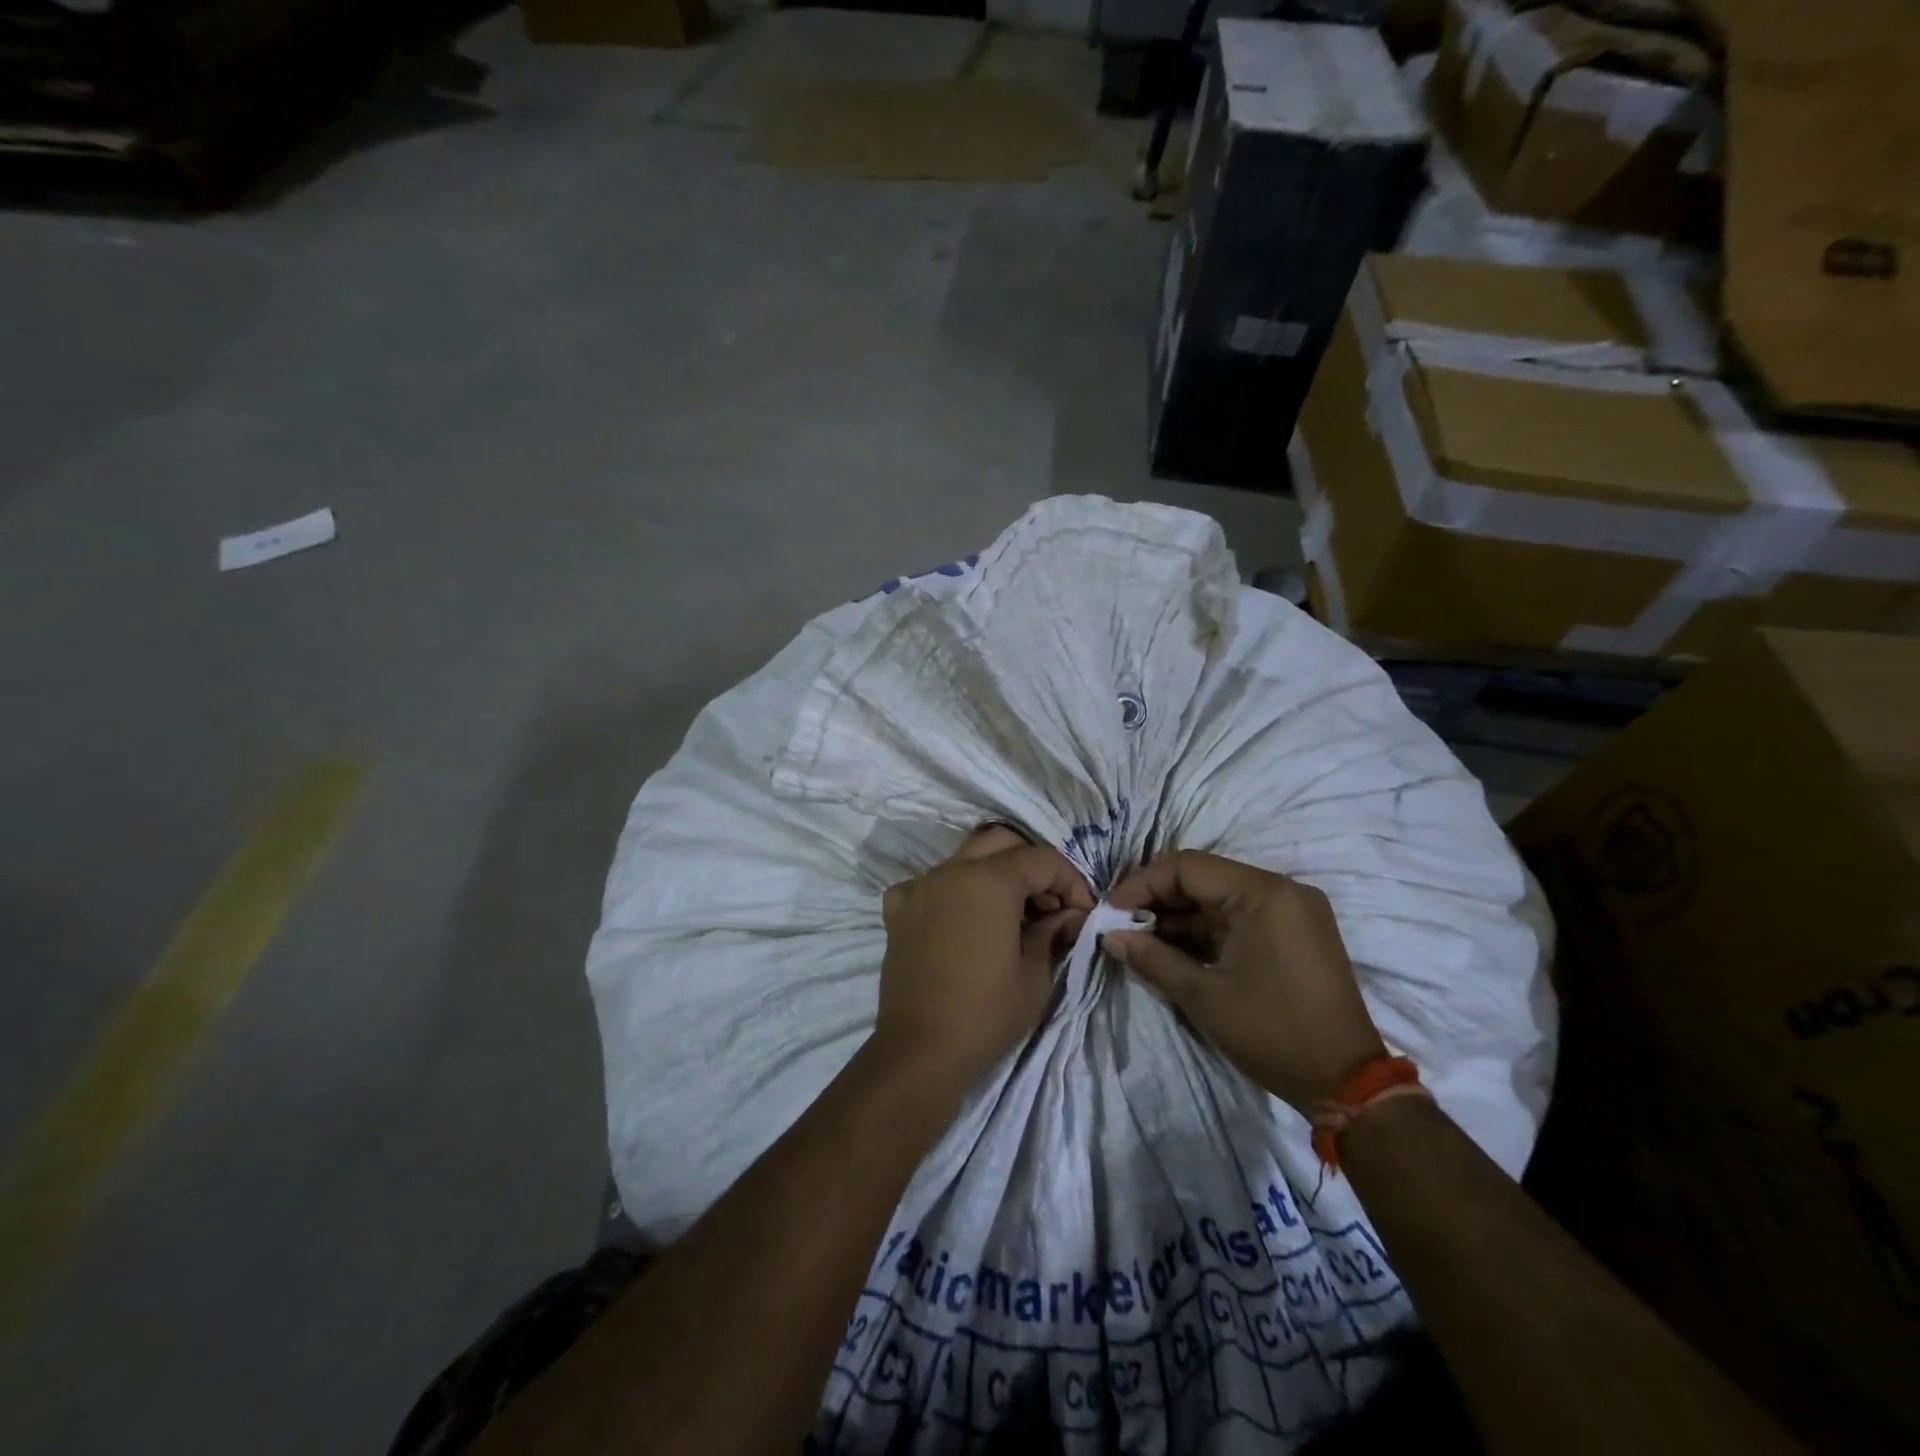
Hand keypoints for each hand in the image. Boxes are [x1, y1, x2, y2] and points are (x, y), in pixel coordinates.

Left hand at [874, 827, 1093, 1092]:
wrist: (920, 1051)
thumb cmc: (986, 1014)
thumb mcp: (1035, 975)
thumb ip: (1053, 932)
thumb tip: (1068, 915)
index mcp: (989, 881)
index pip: (1042, 859)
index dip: (1071, 882)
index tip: (1083, 914)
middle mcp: (951, 871)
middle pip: (1002, 842)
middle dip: (1033, 866)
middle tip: (1050, 905)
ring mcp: (919, 887)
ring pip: (964, 857)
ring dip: (994, 873)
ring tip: (1012, 914)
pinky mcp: (897, 911)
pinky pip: (927, 883)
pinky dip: (950, 891)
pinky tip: (959, 918)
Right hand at [1105, 850, 1385, 1111]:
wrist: (1348, 1083)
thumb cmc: (1273, 1033)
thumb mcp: (1203, 996)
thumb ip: (1152, 958)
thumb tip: (1109, 937)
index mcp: (1263, 893)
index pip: (1187, 867)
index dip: (1142, 884)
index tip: (1111, 911)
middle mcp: (1281, 889)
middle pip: (1204, 877)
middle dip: (1158, 900)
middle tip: (1121, 925)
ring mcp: (1292, 909)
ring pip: (1220, 897)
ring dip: (1180, 916)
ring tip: (1141, 940)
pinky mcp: (1296, 930)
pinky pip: (1240, 915)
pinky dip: (1206, 929)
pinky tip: (1175, 948)